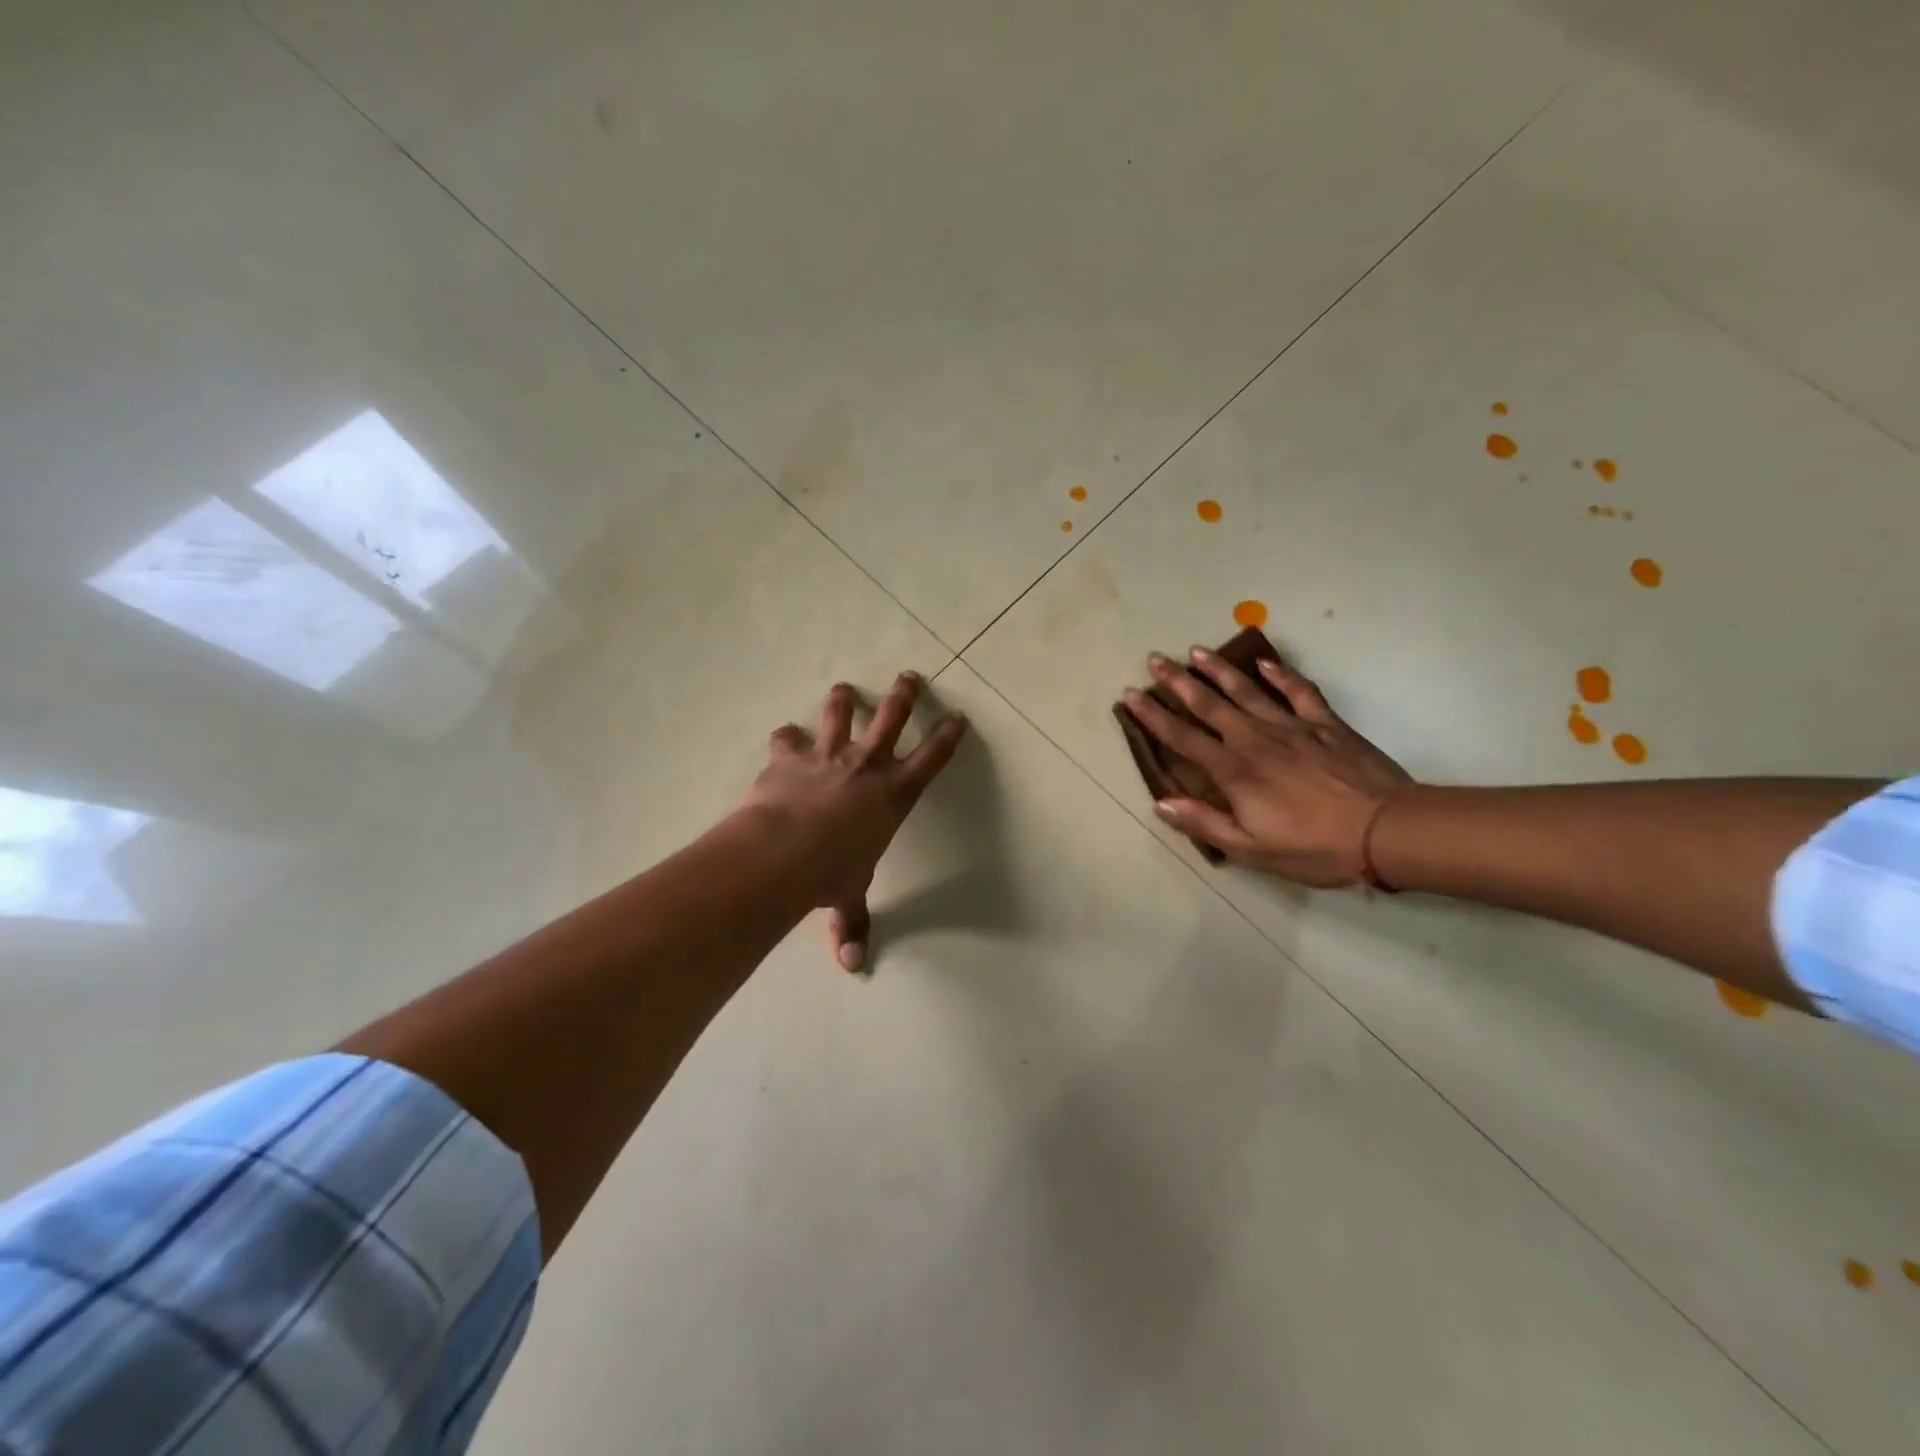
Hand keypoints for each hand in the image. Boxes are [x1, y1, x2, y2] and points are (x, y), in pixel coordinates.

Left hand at [742, 672, 967, 969]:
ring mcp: (827, 756)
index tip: (957, 716)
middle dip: (904, 695)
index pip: (931, 759)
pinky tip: (785, 734)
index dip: (947, 736)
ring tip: (845, 688)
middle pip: (891, 719)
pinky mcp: (789, 758)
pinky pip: (788, 738)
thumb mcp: (848, 896)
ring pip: (840, 715)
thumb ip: (851, 923)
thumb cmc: (830, 873)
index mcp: (893, 795)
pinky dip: (787, 737)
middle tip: (910, 675)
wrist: (782, 852)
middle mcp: (865, 766)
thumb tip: (853, 967)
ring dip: (844, 699)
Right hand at [1123, 647, 1411, 887]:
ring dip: (1218, 670)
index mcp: (1233, 771)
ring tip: (1195, 650)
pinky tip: (1265, 662)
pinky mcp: (1325, 723)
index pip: (1182, 738)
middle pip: (1208, 705)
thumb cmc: (1313, 846)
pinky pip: (1298, 691)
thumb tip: (1160, 802)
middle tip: (1154, 659)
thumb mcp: (1251, 849)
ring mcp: (1291, 726)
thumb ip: (1204, 822)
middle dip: (1177, 681)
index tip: (1131, 695)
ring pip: (1246, 690)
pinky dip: (1281, 675)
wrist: (1385, 830)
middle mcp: (1254, 739)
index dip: (1153, 717)